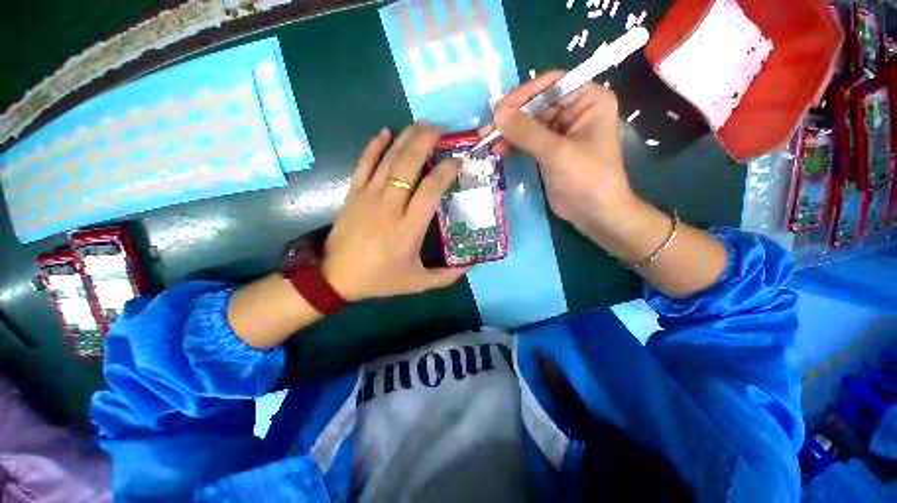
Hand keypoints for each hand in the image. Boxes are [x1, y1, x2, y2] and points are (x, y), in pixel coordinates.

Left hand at [322, 125, 466, 301]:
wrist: (335, 277)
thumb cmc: (379, 279)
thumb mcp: (417, 283)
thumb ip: (446, 276)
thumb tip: (471, 264)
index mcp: (408, 228)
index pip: (430, 189)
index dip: (446, 170)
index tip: (458, 160)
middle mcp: (390, 207)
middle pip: (408, 165)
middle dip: (426, 141)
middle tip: (441, 130)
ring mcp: (369, 197)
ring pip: (389, 159)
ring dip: (406, 138)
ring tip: (422, 125)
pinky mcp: (353, 193)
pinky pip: (364, 163)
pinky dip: (375, 145)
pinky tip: (386, 132)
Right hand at [482, 71, 636, 235]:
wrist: (595, 213)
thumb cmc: (586, 178)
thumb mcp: (557, 152)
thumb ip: (527, 132)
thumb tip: (498, 114)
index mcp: (588, 100)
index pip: (551, 85)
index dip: (524, 95)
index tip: (499, 110)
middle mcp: (575, 111)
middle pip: (537, 105)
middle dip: (512, 118)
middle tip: (487, 130)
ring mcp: (561, 132)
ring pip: (529, 124)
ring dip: (509, 133)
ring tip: (487, 142)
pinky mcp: (550, 150)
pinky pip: (528, 141)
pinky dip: (513, 145)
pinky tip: (499, 150)